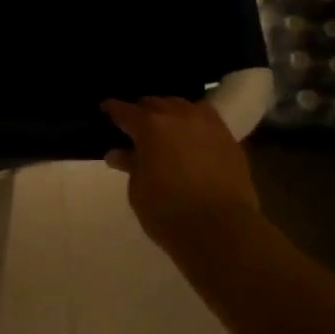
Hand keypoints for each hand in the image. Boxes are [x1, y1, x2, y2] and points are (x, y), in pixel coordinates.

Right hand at [101, 96, 259, 248]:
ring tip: (166, 128)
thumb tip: (120, 153)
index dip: (112, 110)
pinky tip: (192, 137)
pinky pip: (206, 120)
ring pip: (183, 106)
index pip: (124, 110)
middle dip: (142, 112)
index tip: (105, 111)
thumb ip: (130, 166)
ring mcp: (207, 124)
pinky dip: (194, 124)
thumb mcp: (138, 191)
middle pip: (155, 103)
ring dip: (170, 113)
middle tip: (136, 127)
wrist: (222, 230)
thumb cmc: (169, 212)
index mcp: (150, 126)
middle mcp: (178, 116)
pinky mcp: (229, 138)